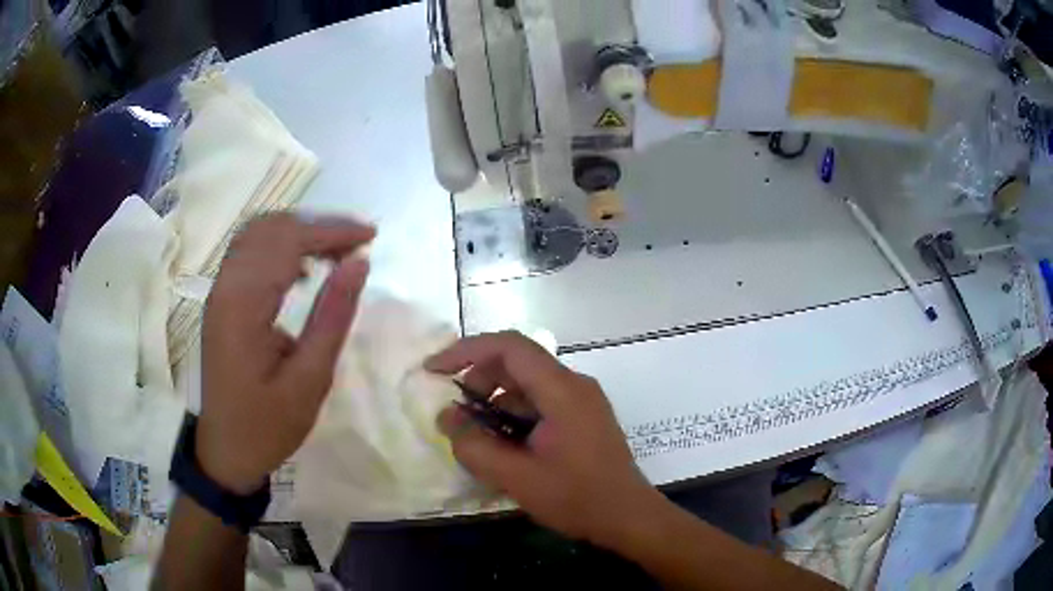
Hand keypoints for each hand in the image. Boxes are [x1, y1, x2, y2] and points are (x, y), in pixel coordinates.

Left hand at [197, 213, 373, 493]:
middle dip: (316, 226)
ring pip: (257, 234)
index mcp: (243, 306)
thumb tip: (360, 263)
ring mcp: (220, 292)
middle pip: (269, 227)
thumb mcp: (310, 380)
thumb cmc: (268, 425)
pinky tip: (303, 270)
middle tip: (356, 244)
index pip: (287, 241)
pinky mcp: (222, 301)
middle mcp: (226, 287)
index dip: (330, 231)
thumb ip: (333, 316)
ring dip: (298, 233)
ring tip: (335, 252)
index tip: (370, 236)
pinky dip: (279, 248)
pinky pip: (249, 253)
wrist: (226, 451)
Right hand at [425, 331, 661, 545]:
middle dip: (479, 381)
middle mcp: (574, 385)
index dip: (466, 351)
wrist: (628, 517)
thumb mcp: (516, 477)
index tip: (435, 370)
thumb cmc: (576, 497)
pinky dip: (515, 415)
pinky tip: (505, 447)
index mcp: (562, 390)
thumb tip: (446, 418)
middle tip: (458, 415)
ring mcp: (582, 400)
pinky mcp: (583, 417)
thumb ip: (475, 446)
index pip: (509, 346)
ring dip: (496, 403)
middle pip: (517, 363)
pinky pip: (541, 402)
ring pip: (528, 385)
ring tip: (478, 438)